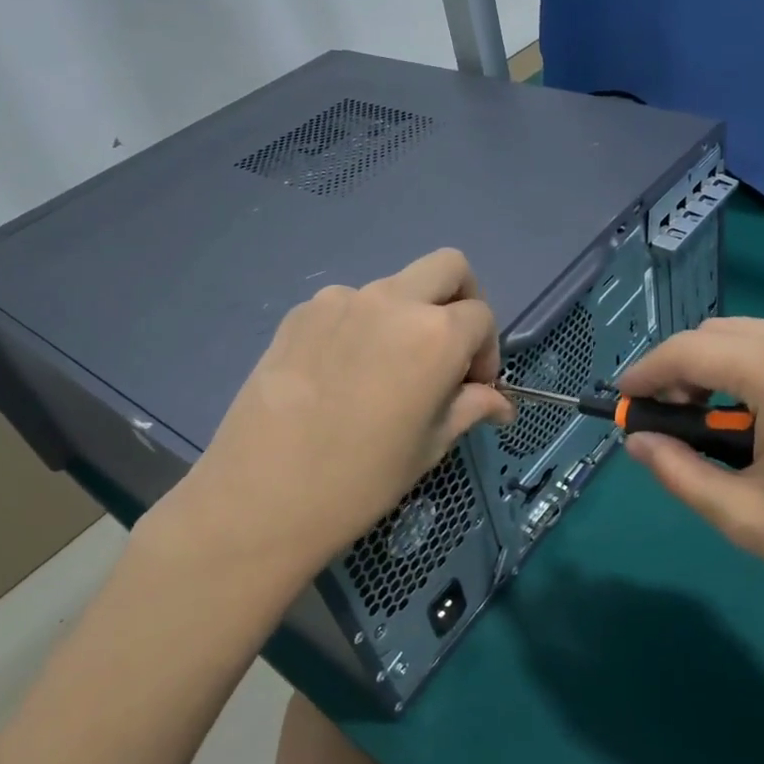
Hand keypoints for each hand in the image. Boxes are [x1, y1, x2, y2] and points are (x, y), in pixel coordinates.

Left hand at [137, 249, 512, 589]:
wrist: (261, 496)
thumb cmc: (361, 479)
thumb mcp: (429, 446)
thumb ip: (470, 408)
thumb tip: (501, 404)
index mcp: (436, 334)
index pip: (482, 317)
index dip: (486, 352)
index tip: (473, 388)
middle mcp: (393, 300)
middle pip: (449, 267)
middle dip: (462, 300)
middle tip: (449, 350)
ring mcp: (341, 300)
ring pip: (395, 286)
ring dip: (408, 315)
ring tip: (387, 371)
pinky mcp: (300, 312)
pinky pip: (349, 305)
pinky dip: (363, 326)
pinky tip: (343, 375)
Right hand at [618, 318, 763, 644]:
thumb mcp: (746, 517)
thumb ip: (678, 471)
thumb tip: (639, 440)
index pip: (689, 350)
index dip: (647, 373)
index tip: (626, 402)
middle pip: (723, 333)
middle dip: (687, 370)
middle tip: (679, 422)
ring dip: (730, 369)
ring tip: (733, 427)